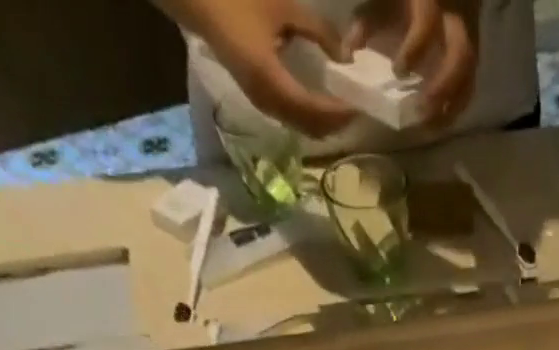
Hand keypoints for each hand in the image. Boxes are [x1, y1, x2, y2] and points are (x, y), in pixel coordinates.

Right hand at [185, 0, 358, 135]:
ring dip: (324, 124)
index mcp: (273, 83)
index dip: (340, 113)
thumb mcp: (281, 7)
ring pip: (302, 128)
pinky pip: (292, 119)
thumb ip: (317, 31)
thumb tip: (345, 56)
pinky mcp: (259, 99)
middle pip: (311, 128)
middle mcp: (269, 103)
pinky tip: (322, 104)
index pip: (315, 111)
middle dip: (336, 124)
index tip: (361, 106)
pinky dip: (311, 117)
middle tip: (358, 111)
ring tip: (344, 110)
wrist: (197, 1)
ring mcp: (263, 104)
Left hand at [346, 0, 479, 125]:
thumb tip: (347, 54)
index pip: (428, 23)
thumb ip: (366, 23)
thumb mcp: (383, 3)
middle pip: (462, 56)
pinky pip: (470, 85)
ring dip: (452, 105)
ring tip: (431, 126)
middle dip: (443, 87)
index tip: (398, 71)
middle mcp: (457, 19)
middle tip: (422, 113)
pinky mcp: (474, 55)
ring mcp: (470, 38)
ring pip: (470, 75)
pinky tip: (440, 123)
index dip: (415, 49)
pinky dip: (456, 106)